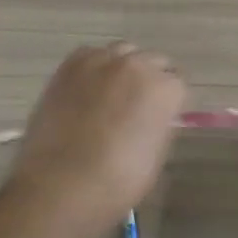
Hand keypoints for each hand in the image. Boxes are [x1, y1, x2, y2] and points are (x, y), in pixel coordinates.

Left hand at [10, 43, 186, 219]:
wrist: (58, 185)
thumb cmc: (116, 183)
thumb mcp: (154, 159)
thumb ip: (160, 126)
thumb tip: (156, 116)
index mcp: (164, 89)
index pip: (178, 85)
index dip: (170, 104)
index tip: (161, 118)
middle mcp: (137, 65)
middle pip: (154, 62)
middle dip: (151, 80)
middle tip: (138, 106)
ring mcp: (102, 60)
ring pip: (123, 52)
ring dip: (124, 68)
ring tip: (112, 93)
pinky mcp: (71, 64)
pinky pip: (92, 55)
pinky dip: (95, 67)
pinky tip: (87, 89)